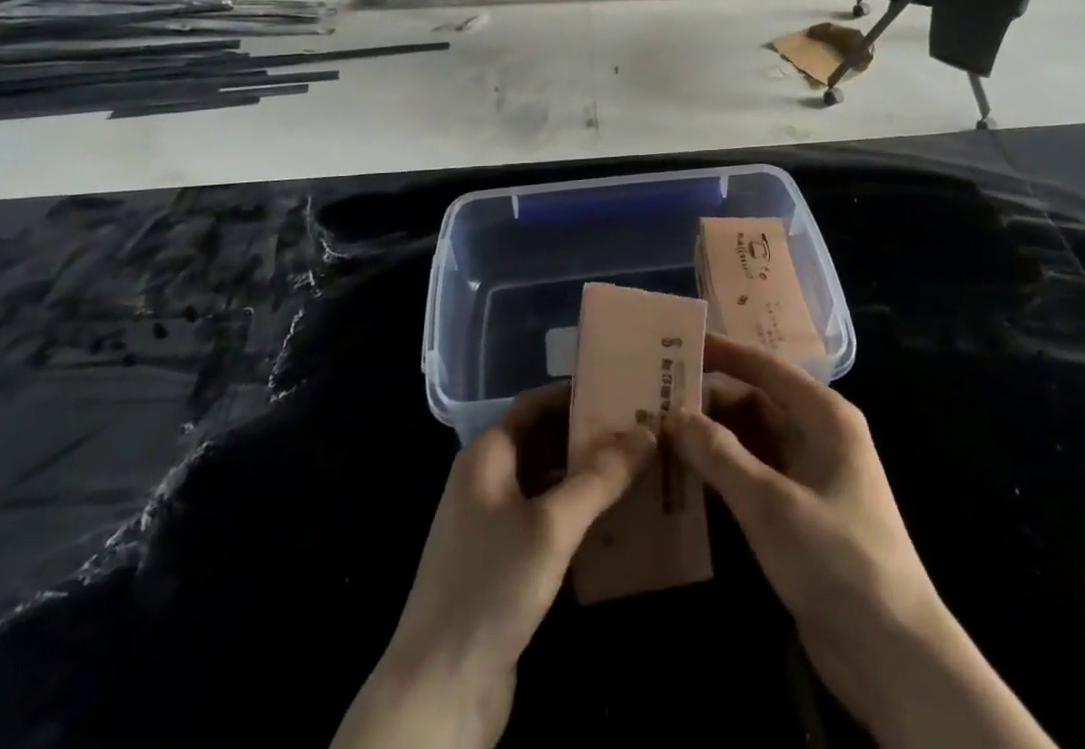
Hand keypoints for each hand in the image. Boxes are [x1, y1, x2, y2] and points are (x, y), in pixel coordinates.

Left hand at [332, 384, 654, 748]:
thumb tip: (648, 430)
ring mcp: (493, 526)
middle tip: (645, 432)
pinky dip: (580, 517)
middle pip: (545, 441)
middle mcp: (487, 481)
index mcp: (487, 456)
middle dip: (591, 437)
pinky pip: (548, 524)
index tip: (624, 390)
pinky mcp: (504, 567)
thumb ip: (599, 477)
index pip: (536, 403)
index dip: (577, 394)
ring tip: (642, 471)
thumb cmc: (490, 587)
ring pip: (549, 485)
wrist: (437, 693)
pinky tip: (618, 524)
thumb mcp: (551, 526)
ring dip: (590, 478)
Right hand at [669, 335, 1055, 748]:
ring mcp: (809, 475)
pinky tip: (686, 475)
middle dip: (709, 401)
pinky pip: (754, 475)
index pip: (765, 367)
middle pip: (756, 402)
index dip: (723, 353)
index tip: (678, 342)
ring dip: (712, 437)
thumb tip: (673, 415)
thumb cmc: (836, 558)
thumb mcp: (770, 503)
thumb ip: (719, 454)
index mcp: (824, 416)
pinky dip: (723, 471)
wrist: (891, 653)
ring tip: (659, 432)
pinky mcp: (799, 513)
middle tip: (655, 398)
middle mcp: (818, 435)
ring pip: (752, 440)